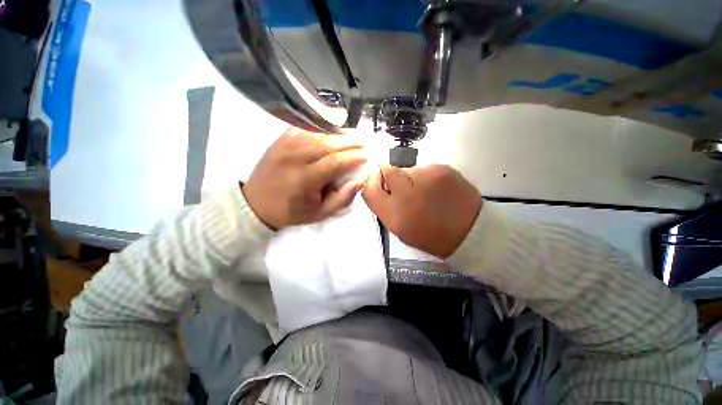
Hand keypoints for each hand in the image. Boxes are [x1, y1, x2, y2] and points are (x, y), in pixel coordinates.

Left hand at [242, 128, 366, 229]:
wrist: (256, 204)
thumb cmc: (291, 212)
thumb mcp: (320, 213)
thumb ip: (342, 198)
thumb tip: (359, 181)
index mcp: (304, 179)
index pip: (334, 162)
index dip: (352, 157)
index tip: (366, 155)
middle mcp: (294, 158)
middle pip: (327, 144)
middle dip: (348, 141)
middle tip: (363, 141)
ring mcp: (285, 145)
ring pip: (317, 134)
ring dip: (337, 133)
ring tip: (351, 135)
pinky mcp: (280, 140)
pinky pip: (304, 129)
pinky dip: (320, 128)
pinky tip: (330, 131)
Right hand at [363, 164, 482, 258]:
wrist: (470, 232)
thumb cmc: (430, 236)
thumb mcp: (401, 230)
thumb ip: (385, 208)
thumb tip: (379, 186)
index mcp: (394, 215)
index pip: (370, 189)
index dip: (371, 182)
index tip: (379, 183)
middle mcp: (406, 194)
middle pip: (387, 170)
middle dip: (390, 176)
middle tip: (404, 187)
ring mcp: (425, 179)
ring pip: (408, 170)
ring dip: (411, 179)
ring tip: (426, 192)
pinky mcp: (442, 170)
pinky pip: (425, 168)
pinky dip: (427, 177)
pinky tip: (438, 189)